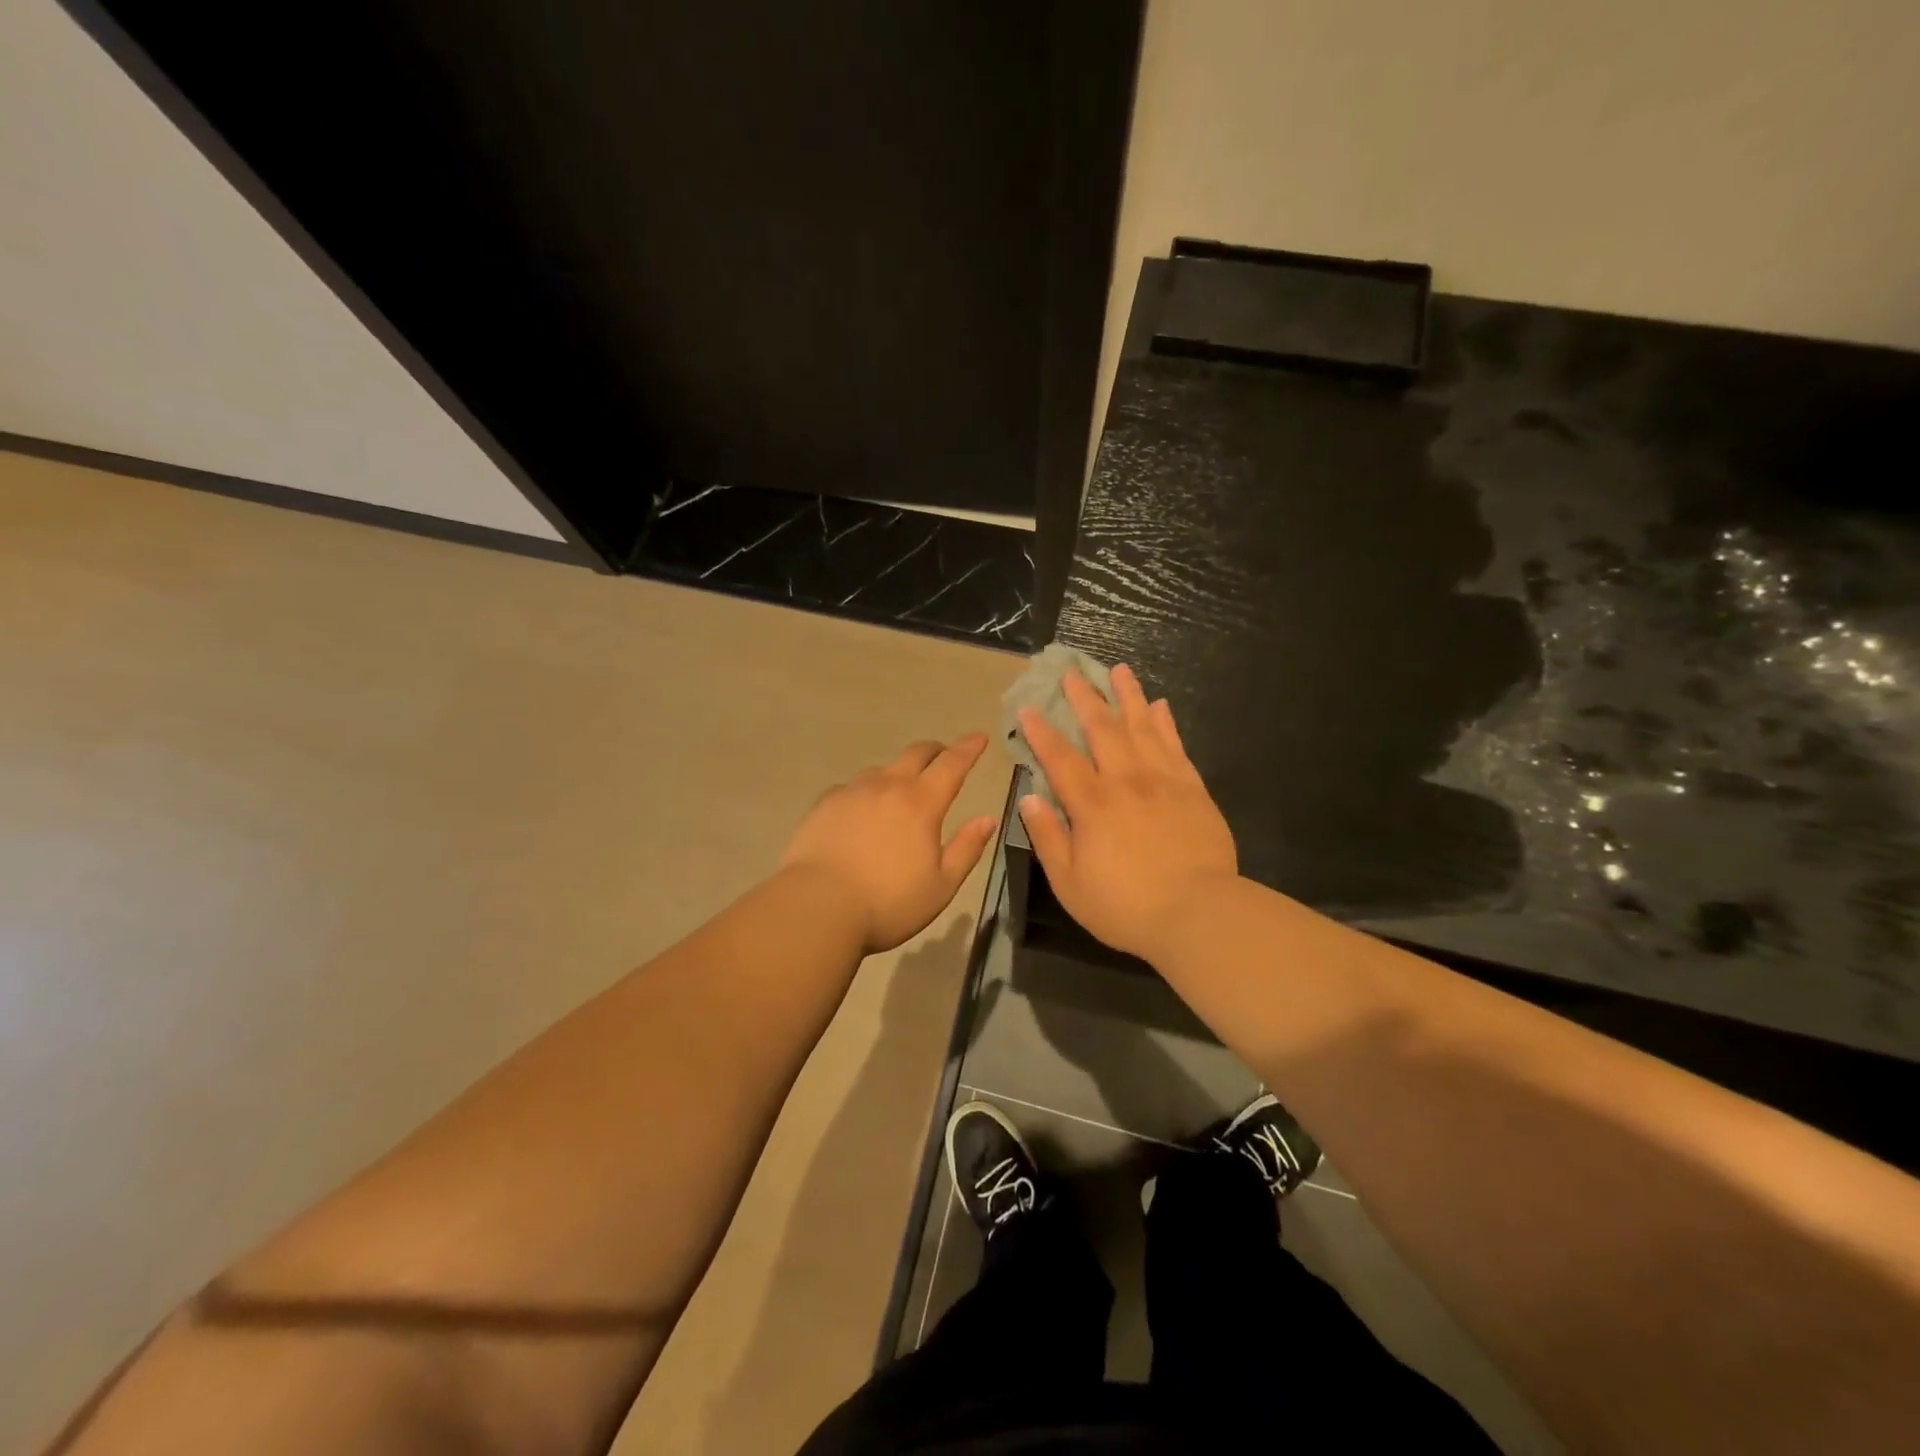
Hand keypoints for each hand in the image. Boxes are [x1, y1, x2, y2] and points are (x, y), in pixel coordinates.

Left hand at [782, 734, 999, 953]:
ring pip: (882, 770)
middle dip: (935, 751)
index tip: (979, 737)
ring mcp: (852, 792)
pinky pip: (851, 788)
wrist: (817, 907)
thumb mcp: (941, 885)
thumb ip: (967, 849)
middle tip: (943, 756)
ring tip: (900, 792)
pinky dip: (865, 793)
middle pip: (915, 754)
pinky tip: (860, 812)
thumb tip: (987, 819)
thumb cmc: (888, 902)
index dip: (968, 749)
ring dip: (898, 773)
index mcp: (921, 803)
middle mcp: (887, 787)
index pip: (951, 764)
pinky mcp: (824, 805)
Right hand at [1017, 665, 1237, 961]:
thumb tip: (1029, 797)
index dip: (1041, 731)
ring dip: (1128, 696)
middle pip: (1102, 728)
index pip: (1060, 757)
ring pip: (1142, 726)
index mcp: (1092, 803)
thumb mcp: (1069, 883)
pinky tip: (1160, 705)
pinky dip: (1165, 722)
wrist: (1199, 914)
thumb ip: (1047, 836)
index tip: (1028, 707)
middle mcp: (1126, 780)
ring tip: (1119, 670)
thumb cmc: (1125, 905)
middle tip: (1072, 672)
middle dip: (1084, 698)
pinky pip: (1176, 745)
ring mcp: (1163, 780)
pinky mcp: (1193, 789)